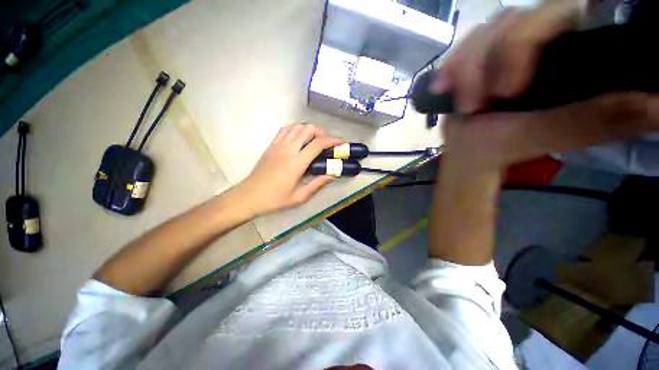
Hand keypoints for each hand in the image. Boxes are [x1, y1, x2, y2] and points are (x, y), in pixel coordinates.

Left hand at [238, 123, 345, 215]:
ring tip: (317, 139)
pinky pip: (286, 129)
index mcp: (296, 163)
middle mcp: (288, 149)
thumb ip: (317, 184)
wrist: (249, 196)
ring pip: (297, 126)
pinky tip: (301, 137)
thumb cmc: (275, 199)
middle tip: (330, 142)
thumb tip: (332, 175)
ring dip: (311, 129)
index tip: (343, 142)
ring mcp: (278, 145)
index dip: (333, 140)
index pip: (318, 144)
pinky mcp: (272, 144)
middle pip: (308, 129)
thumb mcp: (300, 196)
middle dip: (323, 132)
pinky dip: (297, 129)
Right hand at [433, 1, 658, 170]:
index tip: (507, 89)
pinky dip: (450, 66)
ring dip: (465, 69)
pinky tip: (443, 85)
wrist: (471, 148)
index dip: (527, 41)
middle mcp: (542, 38)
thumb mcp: (553, 134)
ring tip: (461, 102)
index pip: (561, 14)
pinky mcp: (480, 54)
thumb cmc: (506, 145)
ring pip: (486, 31)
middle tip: (475, 104)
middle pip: (516, 20)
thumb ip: (601, 118)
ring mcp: (506, 43)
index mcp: (571, 52)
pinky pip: (463, 45)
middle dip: (488, 62)